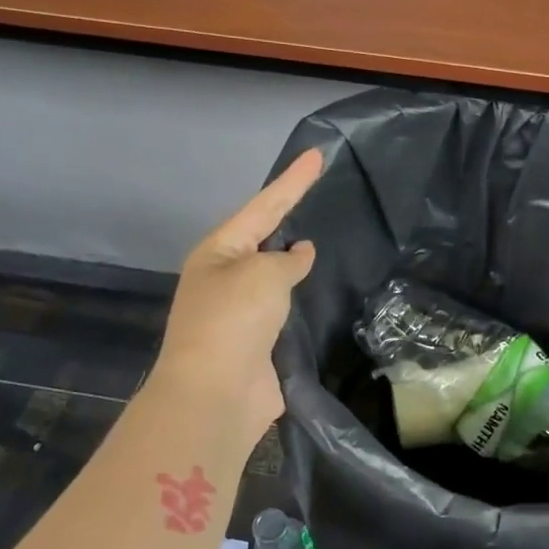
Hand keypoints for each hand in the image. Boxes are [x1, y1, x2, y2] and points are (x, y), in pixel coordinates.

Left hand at [150, 149, 322, 453]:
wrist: (216, 394)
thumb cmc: (233, 320)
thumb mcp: (263, 275)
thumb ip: (287, 259)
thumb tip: (300, 254)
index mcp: (219, 251)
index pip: (264, 205)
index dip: (293, 180)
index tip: (317, 154)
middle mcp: (227, 276)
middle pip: (266, 237)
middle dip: (292, 215)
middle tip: (323, 192)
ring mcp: (243, 310)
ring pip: (278, 274)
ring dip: (299, 260)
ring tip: (331, 236)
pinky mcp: (261, 340)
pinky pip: (288, 308)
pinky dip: (306, 297)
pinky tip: (328, 289)